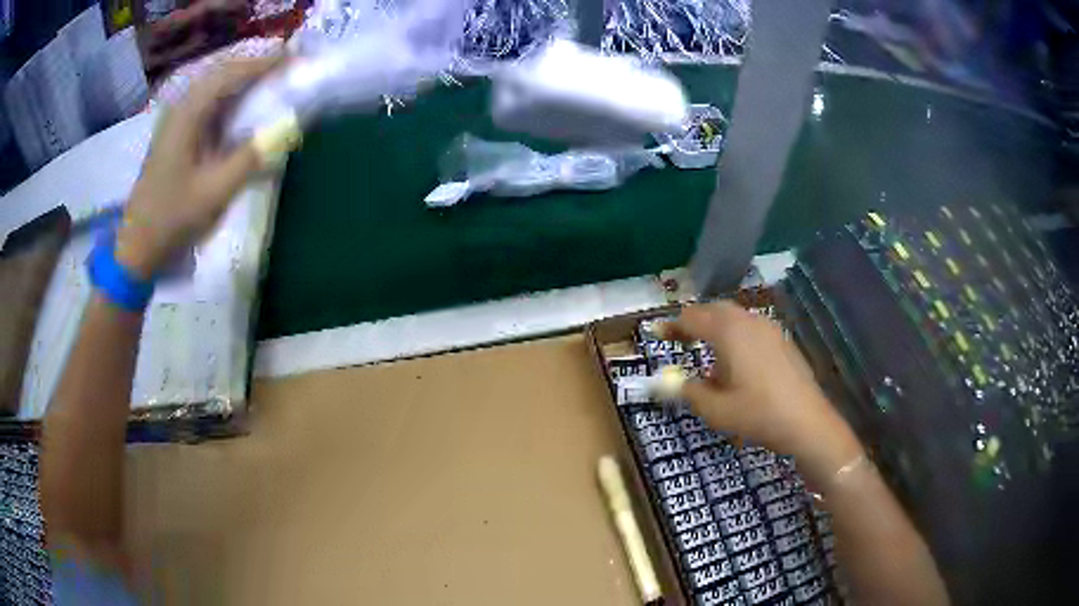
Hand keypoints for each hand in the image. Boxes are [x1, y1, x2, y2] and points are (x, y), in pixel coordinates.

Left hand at [115, 56, 282, 278]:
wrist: (138, 249)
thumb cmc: (172, 220)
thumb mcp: (215, 192)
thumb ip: (251, 157)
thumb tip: (286, 128)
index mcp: (187, 116)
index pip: (229, 74)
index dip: (262, 63)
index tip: (292, 59)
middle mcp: (180, 110)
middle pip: (221, 74)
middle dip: (253, 67)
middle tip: (285, 68)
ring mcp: (176, 123)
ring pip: (213, 88)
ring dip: (242, 82)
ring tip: (270, 82)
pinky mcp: (176, 138)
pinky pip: (207, 107)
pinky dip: (229, 101)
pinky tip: (243, 110)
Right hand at [667, 302, 862, 484]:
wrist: (807, 421)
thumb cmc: (758, 414)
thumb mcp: (715, 409)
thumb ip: (687, 391)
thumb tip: (665, 383)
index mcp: (728, 332)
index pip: (692, 318)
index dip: (672, 326)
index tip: (657, 333)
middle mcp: (748, 321)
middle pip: (714, 310)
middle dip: (694, 321)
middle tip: (678, 337)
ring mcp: (769, 328)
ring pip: (735, 317)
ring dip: (715, 326)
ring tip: (705, 347)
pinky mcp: (782, 340)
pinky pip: (750, 327)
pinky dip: (734, 334)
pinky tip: (736, 359)